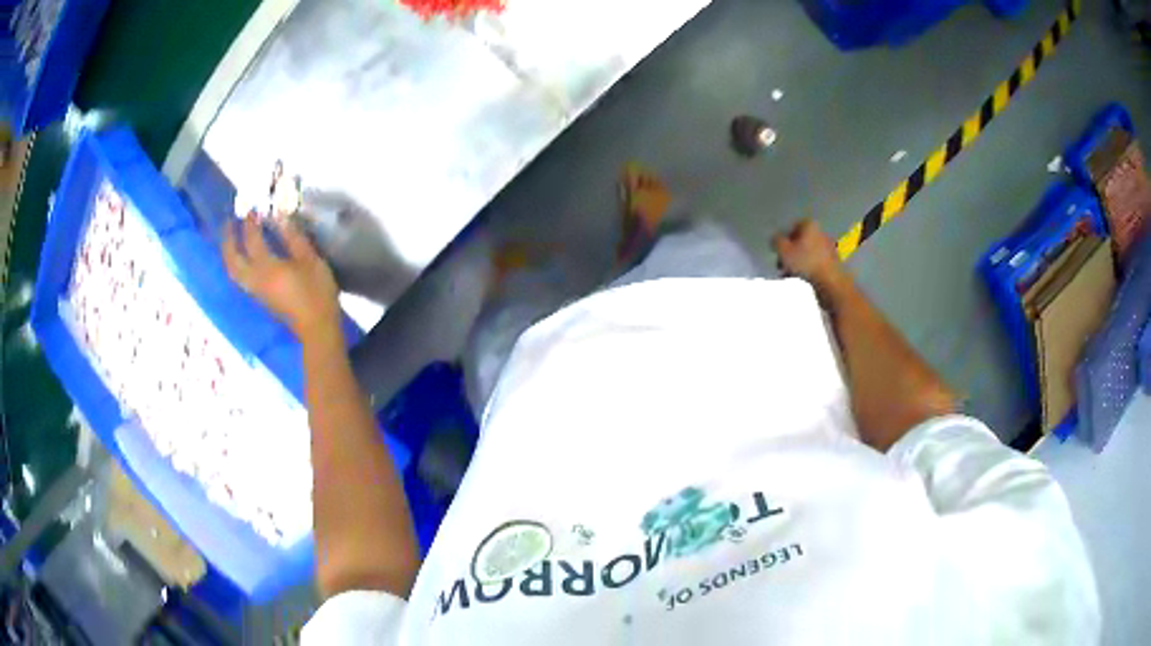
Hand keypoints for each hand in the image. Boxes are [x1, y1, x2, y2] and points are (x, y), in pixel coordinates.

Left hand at [223, 214, 340, 342]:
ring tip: (231, 240)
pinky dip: (236, 265)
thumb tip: (280, 216)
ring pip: (233, 271)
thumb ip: (293, 237)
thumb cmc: (316, 291)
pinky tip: (241, 258)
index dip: (250, 223)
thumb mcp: (310, 260)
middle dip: (228, 240)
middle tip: (229, 223)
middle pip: (233, 259)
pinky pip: (240, 278)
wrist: (316, 326)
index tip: (251, 208)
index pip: (252, 240)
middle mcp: (255, 278)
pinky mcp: (259, 298)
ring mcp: (255, 290)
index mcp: (267, 267)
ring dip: (229, 254)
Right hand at [772, 219, 848, 299]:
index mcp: (809, 225)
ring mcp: (829, 247)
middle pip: (800, 241)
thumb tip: (775, 240)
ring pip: (807, 253)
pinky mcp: (833, 262)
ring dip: (797, 263)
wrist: (830, 281)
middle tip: (782, 265)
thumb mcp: (782, 250)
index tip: (778, 252)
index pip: (792, 227)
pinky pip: (815, 262)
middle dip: (790, 253)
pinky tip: (801, 279)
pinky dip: (807, 269)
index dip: (783, 240)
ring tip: (789, 275)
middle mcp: (821, 232)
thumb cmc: (805, 262)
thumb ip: (776, 241)